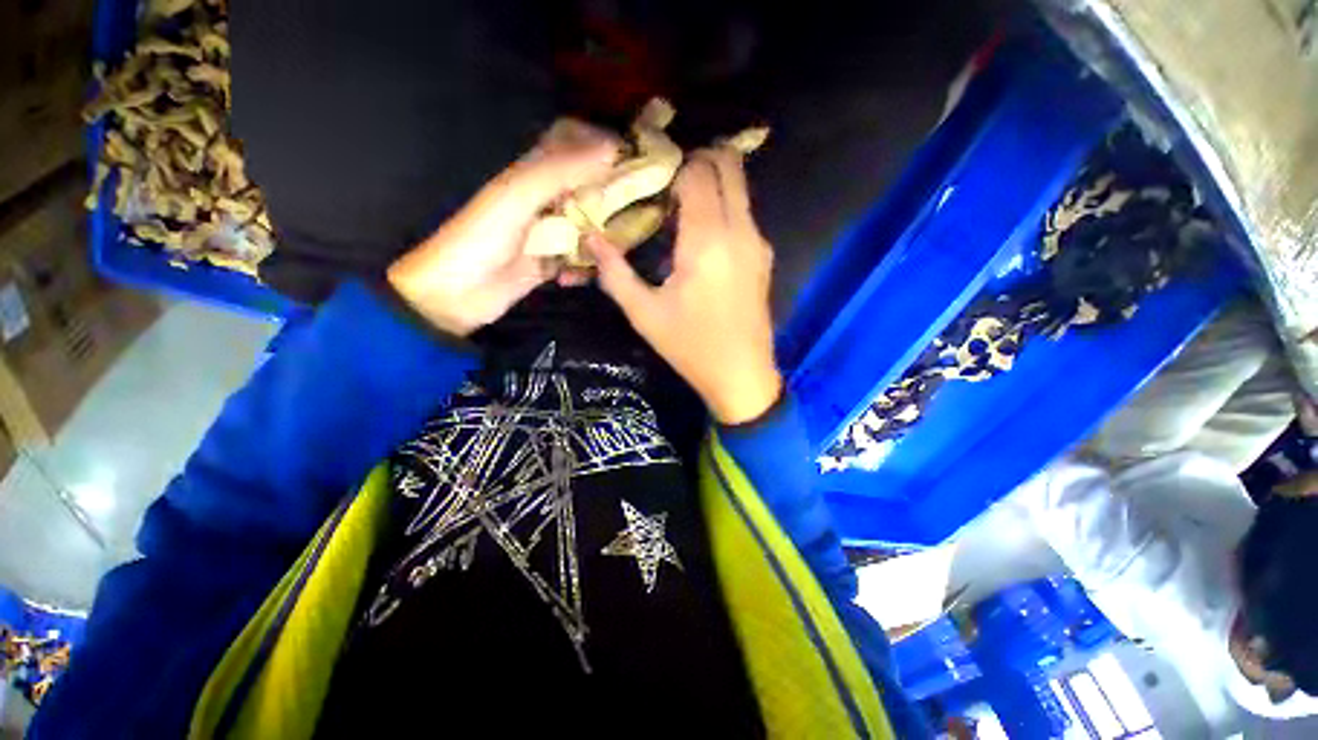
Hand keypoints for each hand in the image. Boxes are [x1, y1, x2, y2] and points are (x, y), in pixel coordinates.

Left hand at [387, 121, 619, 335]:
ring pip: (585, 227)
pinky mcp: (548, 265)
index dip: (598, 145)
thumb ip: (560, 172)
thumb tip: (610, 149)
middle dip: (610, 196)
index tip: (632, 158)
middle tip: (642, 208)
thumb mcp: (518, 197)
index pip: (570, 147)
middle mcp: (542, 202)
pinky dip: (584, 269)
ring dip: (601, 237)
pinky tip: (582, 277)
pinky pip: (577, 261)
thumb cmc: (481, 238)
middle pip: (584, 190)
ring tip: (620, 249)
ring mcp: (546, 235)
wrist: (455, 294)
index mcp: (530, 175)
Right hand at [589, 148, 782, 424]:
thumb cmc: (691, 347)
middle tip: (667, 181)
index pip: (697, 172)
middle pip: (728, 164)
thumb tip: (590, 238)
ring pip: (739, 186)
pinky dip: (723, 206)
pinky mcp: (764, 256)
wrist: (742, 375)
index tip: (650, 181)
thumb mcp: (644, 314)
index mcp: (707, 240)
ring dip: (712, 183)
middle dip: (698, 159)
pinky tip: (702, 234)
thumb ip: (615, 273)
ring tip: (680, 206)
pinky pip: (743, 213)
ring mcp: (757, 242)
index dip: (672, 167)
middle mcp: (739, 230)